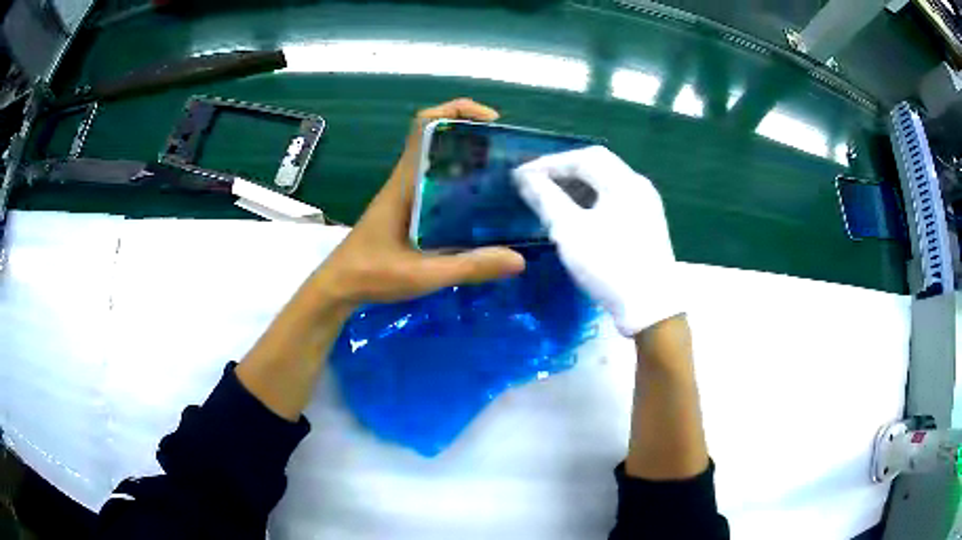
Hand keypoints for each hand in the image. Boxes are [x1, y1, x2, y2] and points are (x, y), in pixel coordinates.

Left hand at [311, 98, 525, 308]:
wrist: (341, 286)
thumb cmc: (372, 274)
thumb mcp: (423, 274)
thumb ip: (468, 267)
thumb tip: (518, 259)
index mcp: (407, 181)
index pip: (425, 124)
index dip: (457, 111)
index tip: (491, 123)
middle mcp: (409, 179)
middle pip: (441, 138)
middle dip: (477, 137)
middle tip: (511, 157)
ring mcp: (409, 193)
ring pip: (443, 161)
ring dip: (473, 160)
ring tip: (508, 177)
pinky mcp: (412, 209)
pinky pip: (441, 184)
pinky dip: (465, 183)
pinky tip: (486, 207)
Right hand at [512, 146, 680, 336]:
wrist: (651, 308)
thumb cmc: (609, 265)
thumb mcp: (570, 231)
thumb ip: (545, 198)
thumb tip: (524, 177)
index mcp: (624, 182)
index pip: (582, 158)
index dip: (549, 163)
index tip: (522, 175)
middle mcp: (639, 186)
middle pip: (598, 165)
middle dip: (564, 171)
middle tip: (536, 182)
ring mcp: (647, 205)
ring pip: (607, 183)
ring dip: (578, 185)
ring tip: (552, 198)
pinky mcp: (647, 224)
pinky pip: (616, 200)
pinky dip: (593, 200)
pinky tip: (577, 214)